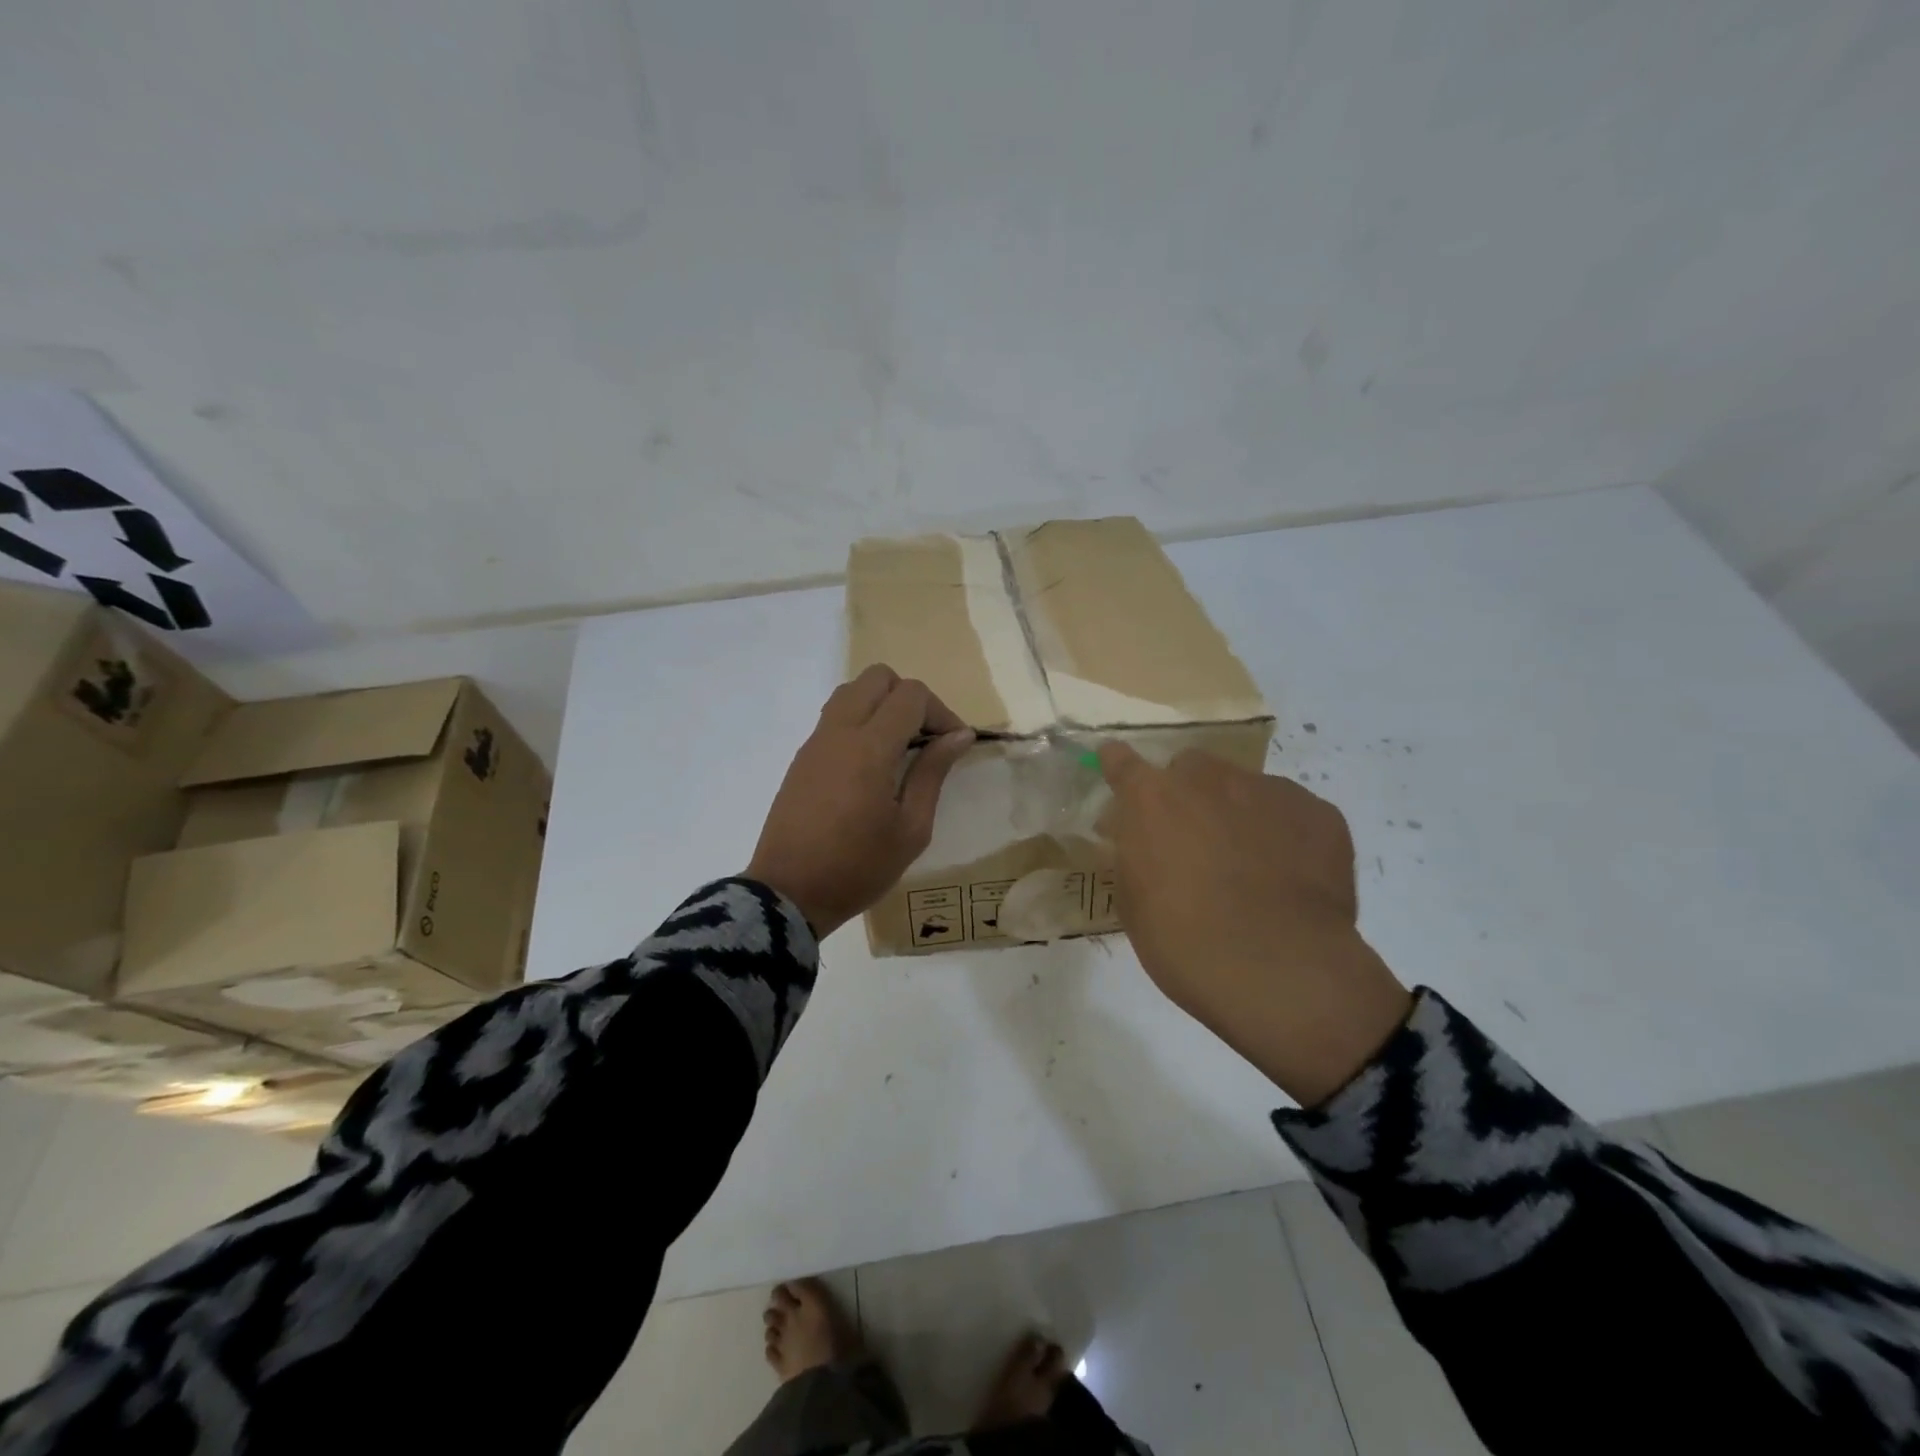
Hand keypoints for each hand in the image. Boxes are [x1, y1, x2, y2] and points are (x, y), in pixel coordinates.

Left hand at [747, 665, 974, 937]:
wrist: (788, 894)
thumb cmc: (858, 868)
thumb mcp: (911, 829)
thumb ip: (933, 773)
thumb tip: (959, 735)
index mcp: (869, 748)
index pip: (911, 695)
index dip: (941, 711)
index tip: (954, 744)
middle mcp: (839, 732)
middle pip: (878, 677)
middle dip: (910, 698)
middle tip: (926, 738)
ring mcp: (815, 742)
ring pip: (852, 691)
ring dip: (882, 705)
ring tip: (899, 748)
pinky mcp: (802, 757)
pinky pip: (835, 716)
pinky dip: (860, 721)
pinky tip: (871, 764)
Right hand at [1097, 743, 1412, 1106]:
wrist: (1280, 972)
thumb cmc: (1185, 944)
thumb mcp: (1134, 902)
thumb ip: (1134, 856)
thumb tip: (1143, 839)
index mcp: (1153, 799)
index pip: (1122, 762)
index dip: (1118, 765)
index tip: (1116, 766)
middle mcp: (1208, 779)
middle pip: (1191, 767)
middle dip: (1187, 793)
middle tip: (1192, 839)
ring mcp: (1269, 790)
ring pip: (1245, 787)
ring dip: (1237, 812)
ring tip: (1250, 864)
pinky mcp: (1319, 813)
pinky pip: (1292, 811)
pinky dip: (1284, 833)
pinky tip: (1290, 876)